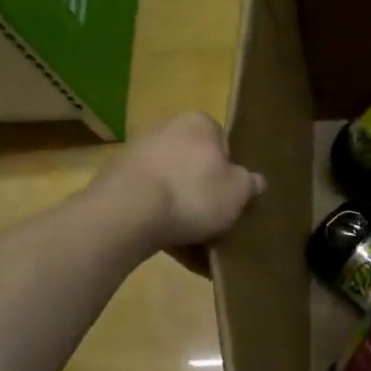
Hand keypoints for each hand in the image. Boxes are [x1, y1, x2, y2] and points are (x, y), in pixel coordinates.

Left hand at [107, 112, 264, 272]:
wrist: (127, 214)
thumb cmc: (193, 193)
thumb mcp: (238, 192)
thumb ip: (249, 184)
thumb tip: (255, 180)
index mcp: (198, 123)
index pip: (223, 144)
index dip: (230, 173)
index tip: (232, 198)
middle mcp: (166, 129)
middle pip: (194, 165)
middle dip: (204, 193)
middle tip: (216, 221)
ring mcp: (136, 155)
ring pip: (171, 186)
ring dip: (182, 211)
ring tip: (196, 245)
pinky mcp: (116, 182)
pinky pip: (149, 203)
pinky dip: (161, 222)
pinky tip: (172, 248)